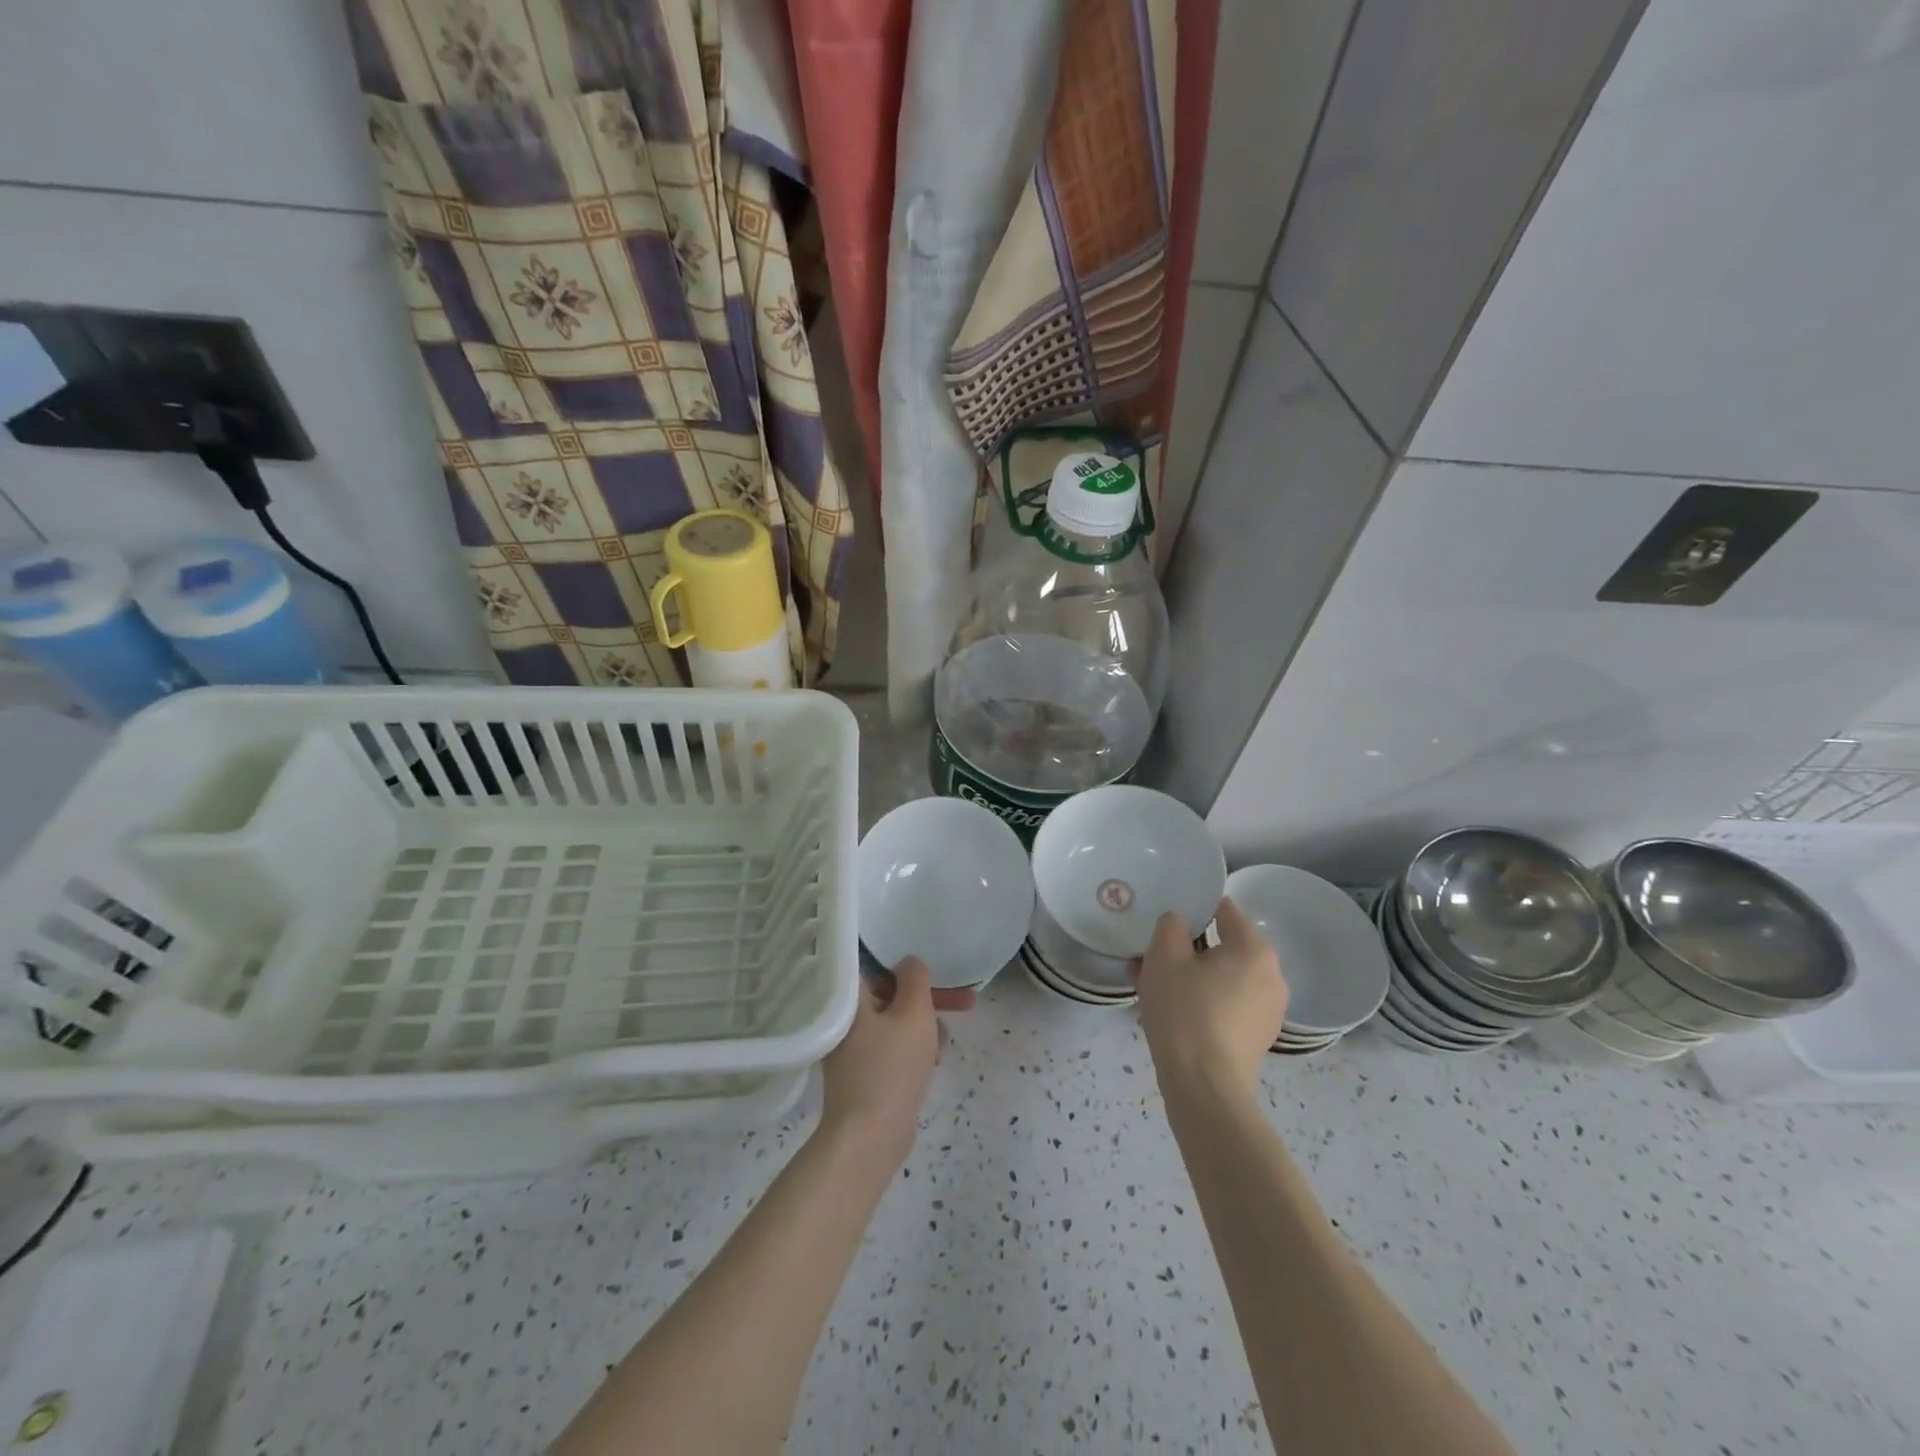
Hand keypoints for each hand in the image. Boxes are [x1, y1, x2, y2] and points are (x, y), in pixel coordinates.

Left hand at [820, 957, 941, 1166]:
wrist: (870, 1138)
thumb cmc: (892, 1067)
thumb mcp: (914, 1013)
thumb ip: (915, 980)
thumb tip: (909, 961)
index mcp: (852, 1000)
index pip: (876, 967)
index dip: (909, 967)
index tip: (936, 972)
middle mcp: (846, 1021)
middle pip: (891, 996)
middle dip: (929, 1000)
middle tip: (966, 1003)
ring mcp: (852, 1051)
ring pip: (895, 1025)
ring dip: (924, 1026)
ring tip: (946, 1041)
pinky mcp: (863, 1077)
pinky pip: (892, 1051)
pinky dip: (913, 1050)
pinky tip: (933, 1063)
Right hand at [1135, 898, 1287, 1102]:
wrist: (1203, 1087)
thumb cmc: (1184, 1011)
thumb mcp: (1164, 956)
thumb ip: (1170, 925)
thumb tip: (1179, 923)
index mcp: (1254, 950)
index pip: (1225, 911)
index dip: (1194, 907)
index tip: (1167, 917)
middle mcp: (1271, 976)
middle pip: (1223, 947)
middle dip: (1187, 948)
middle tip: (1153, 956)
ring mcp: (1268, 1011)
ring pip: (1222, 978)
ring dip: (1191, 976)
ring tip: (1153, 985)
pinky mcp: (1257, 1038)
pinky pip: (1226, 1005)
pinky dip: (1202, 1001)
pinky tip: (1171, 1012)